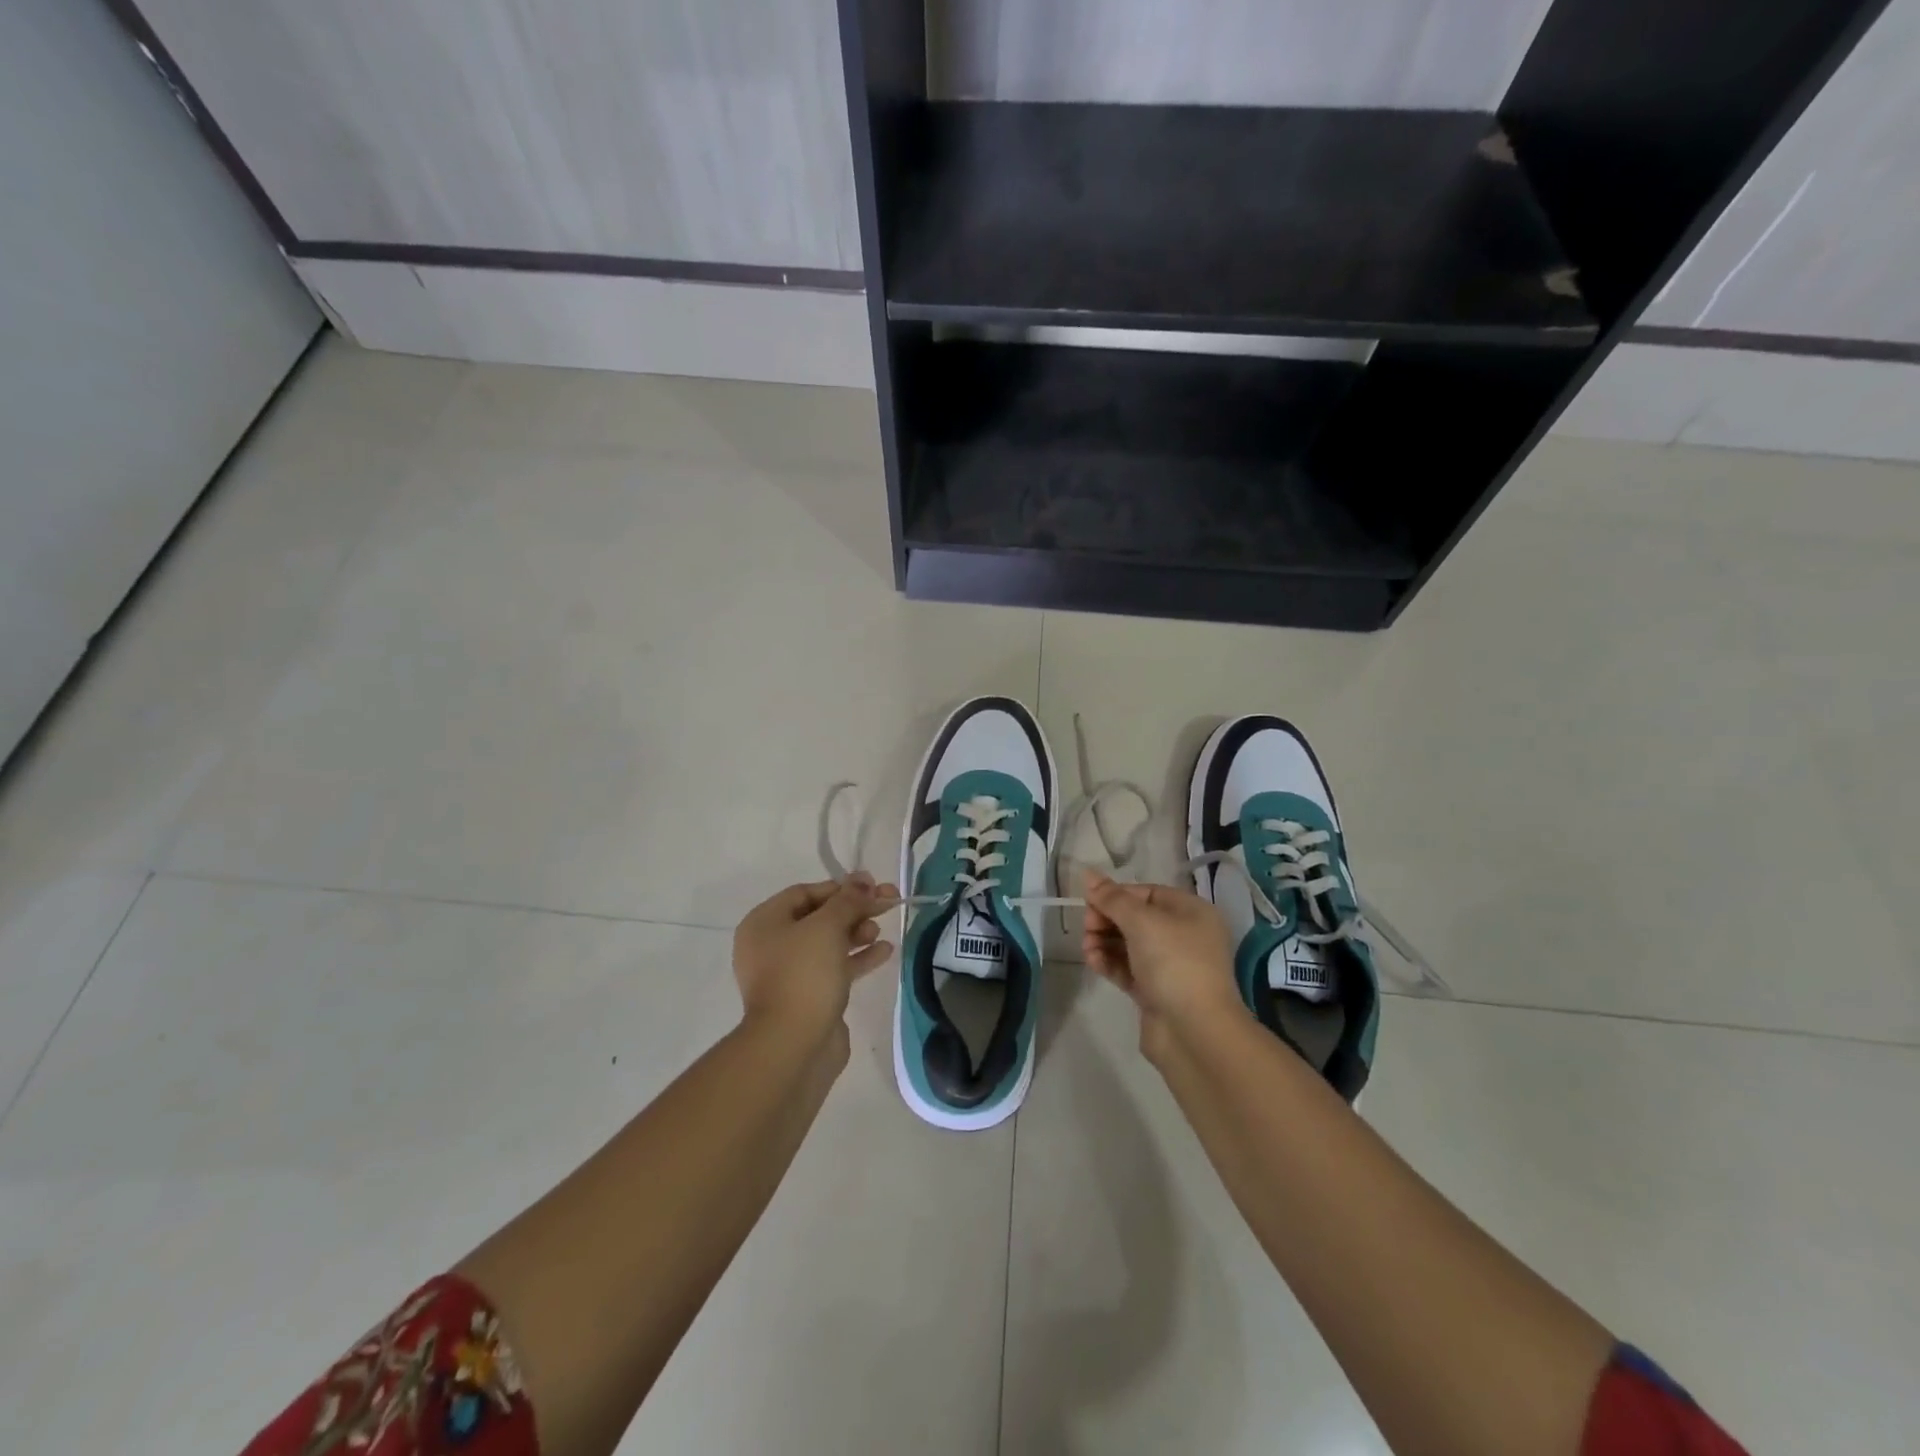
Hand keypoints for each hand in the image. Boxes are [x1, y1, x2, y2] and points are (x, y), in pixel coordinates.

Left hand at [733, 874, 899, 1045]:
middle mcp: (771, 946)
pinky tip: (885, 951)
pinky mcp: (808, 998)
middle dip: (853, 909)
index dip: (840, 887)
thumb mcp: (827, 927)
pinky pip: (834, 968)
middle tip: (887, 904)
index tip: (872, 886)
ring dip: (857, 932)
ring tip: (879, 930)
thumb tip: (864, 880)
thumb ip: (848, 900)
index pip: (805, 892)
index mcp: (764, 923)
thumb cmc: (803, 975)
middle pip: (818, 917)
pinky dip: (858, 958)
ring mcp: (789, 974)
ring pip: (828, 943)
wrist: (793, 1046)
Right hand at [1082, 871, 1246, 1060]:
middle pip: (1136, 918)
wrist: (1195, 1032)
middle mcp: (1184, 935)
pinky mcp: (1156, 991)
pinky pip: (1128, 969)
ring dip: (1104, 942)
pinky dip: (1109, 963)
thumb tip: (1088, 873)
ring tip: (1087, 948)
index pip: (1147, 893)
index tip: (1090, 903)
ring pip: (1129, 945)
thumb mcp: (1141, 922)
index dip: (1117, 895)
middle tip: (1087, 927)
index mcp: (1191, 912)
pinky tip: (1093, 961)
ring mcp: (1170, 966)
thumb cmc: (1174, 963)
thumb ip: (1112, 898)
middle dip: (1107, 919)